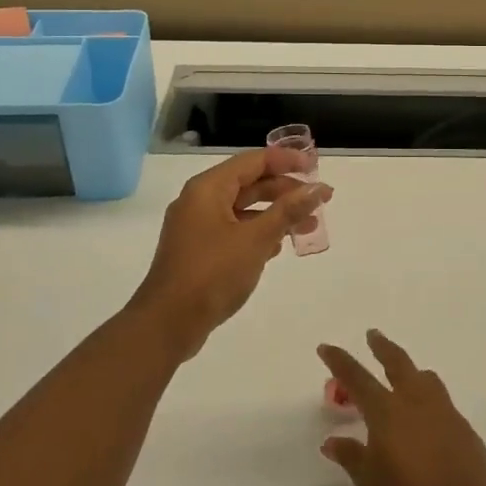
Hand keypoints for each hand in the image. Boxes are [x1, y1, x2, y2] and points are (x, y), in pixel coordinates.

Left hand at [126, 147, 329, 359]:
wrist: (167, 324)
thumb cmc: (212, 273)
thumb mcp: (256, 239)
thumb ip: (288, 211)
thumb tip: (319, 188)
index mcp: (208, 188)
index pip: (254, 160)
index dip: (287, 161)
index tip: (315, 169)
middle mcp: (200, 200)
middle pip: (249, 183)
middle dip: (285, 191)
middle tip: (318, 202)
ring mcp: (197, 226)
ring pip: (243, 209)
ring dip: (275, 214)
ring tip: (308, 227)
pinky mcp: (198, 250)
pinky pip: (234, 230)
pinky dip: (258, 232)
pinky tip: (278, 246)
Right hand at [318, 329, 485, 485]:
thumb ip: (352, 457)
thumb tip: (333, 441)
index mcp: (388, 413)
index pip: (358, 378)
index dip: (340, 362)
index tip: (327, 347)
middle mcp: (418, 403)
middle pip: (398, 363)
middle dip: (382, 347)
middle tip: (373, 335)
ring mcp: (446, 414)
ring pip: (426, 380)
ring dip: (411, 373)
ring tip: (403, 379)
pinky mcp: (466, 431)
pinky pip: (444, 406)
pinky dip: (430, 405)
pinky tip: (428, 427)